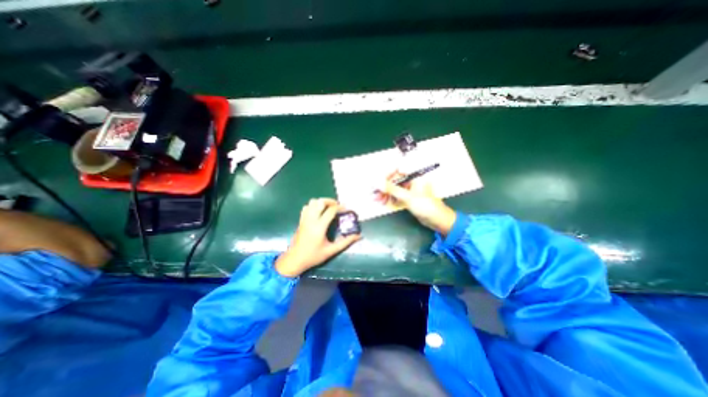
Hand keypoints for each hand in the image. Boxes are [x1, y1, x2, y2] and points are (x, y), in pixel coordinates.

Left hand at [274, 198, 361, 277]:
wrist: (294, 260)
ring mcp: (304, 219)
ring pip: (312, 202)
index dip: (340, 207)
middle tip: (337, 206)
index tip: (347, 209)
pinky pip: (306, 207)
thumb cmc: (313, 256)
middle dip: (330, 201)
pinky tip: (319, 212)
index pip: (331, 210)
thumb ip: (345, 242)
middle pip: (320, 202)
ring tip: (329, 208)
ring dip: (321, 202)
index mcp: (319, 227)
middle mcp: (311, 220)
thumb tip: (358, 236)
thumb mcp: (331, 251)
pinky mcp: (301, 220)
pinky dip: (313, 206)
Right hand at [379, 172, 455, 235]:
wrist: (437, 220)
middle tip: (373, 193)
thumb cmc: (426, 206)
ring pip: (394, 188)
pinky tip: (383, 202)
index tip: (376, 181)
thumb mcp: (408, 197)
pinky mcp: (408, 198)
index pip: (397, 170)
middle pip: (394, 180)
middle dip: (383, 187)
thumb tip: (377, 182)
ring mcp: (410, 189)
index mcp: (415, 176)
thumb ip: (391, 189)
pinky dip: (389, 198)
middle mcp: (412, 180)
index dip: (386, 175)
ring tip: (376, 199)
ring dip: (385, 193)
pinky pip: (396, 195)